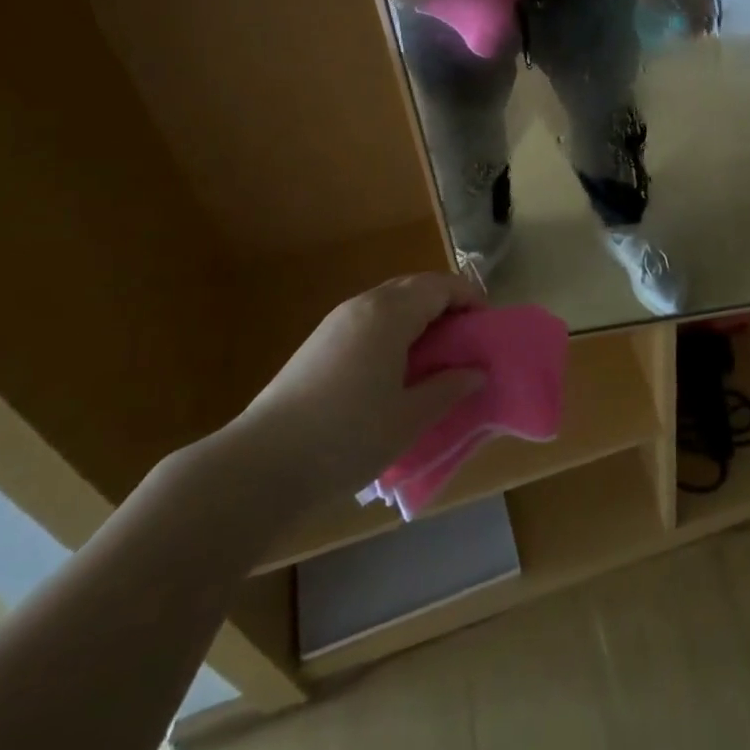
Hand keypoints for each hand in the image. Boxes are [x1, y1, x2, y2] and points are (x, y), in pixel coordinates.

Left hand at [228, 274, 484, 506]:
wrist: (262, 463)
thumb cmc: (346, 437)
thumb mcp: (409, 418)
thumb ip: (448, 388)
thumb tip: (476, 371)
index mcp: (390, 313)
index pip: (441, 286)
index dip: (470, 299)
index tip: (487, 326)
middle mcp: (363, 304)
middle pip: (415, 286)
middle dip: (446, 304)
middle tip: (466, 339)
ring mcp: (336, 321)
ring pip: (389, 302)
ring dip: (418, 316)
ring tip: (435, 354)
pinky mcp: (318, 342)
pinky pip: (368, 319)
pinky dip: (393, 329)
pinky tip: (394, 368)